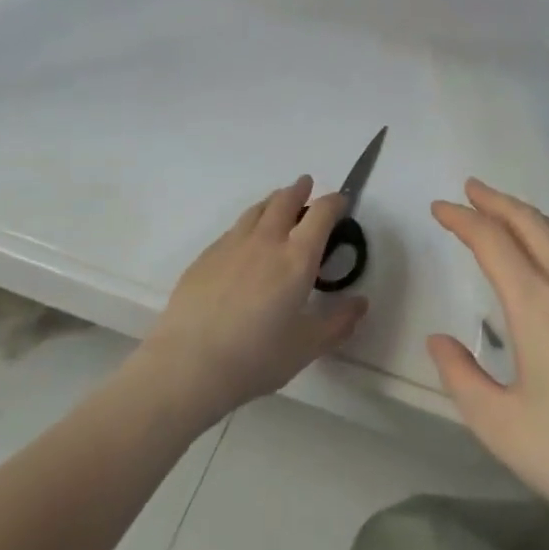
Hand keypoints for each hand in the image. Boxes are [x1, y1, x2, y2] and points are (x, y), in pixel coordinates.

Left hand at [139, 177, 369, 429]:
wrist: (188, 364)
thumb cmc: (255, 357)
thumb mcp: (306, 347)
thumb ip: (338, 323)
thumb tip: (361, 303)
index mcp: (297, 258)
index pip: (320, 214)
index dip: (333, 202)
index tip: (340, 201)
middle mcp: (266, 241)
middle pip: (284, 201)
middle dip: (299, 190)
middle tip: (306, 185)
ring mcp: (231, 245)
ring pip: (256, 210)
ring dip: (272, 201)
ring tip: (278, 201)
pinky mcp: (206, 256)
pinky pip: (233, 229)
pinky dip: (248, 224)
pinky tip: (245, 239)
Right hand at [428, 179, 548, 549]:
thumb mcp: (501, 427)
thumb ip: (461, 377)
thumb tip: (439, 340)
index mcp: (537, 305)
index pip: (492, 240)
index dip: (462, 219)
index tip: (439, 208)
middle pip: (531, 222)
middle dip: (496, 202)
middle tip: (469, 190)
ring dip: (528, 215)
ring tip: (505, 213)